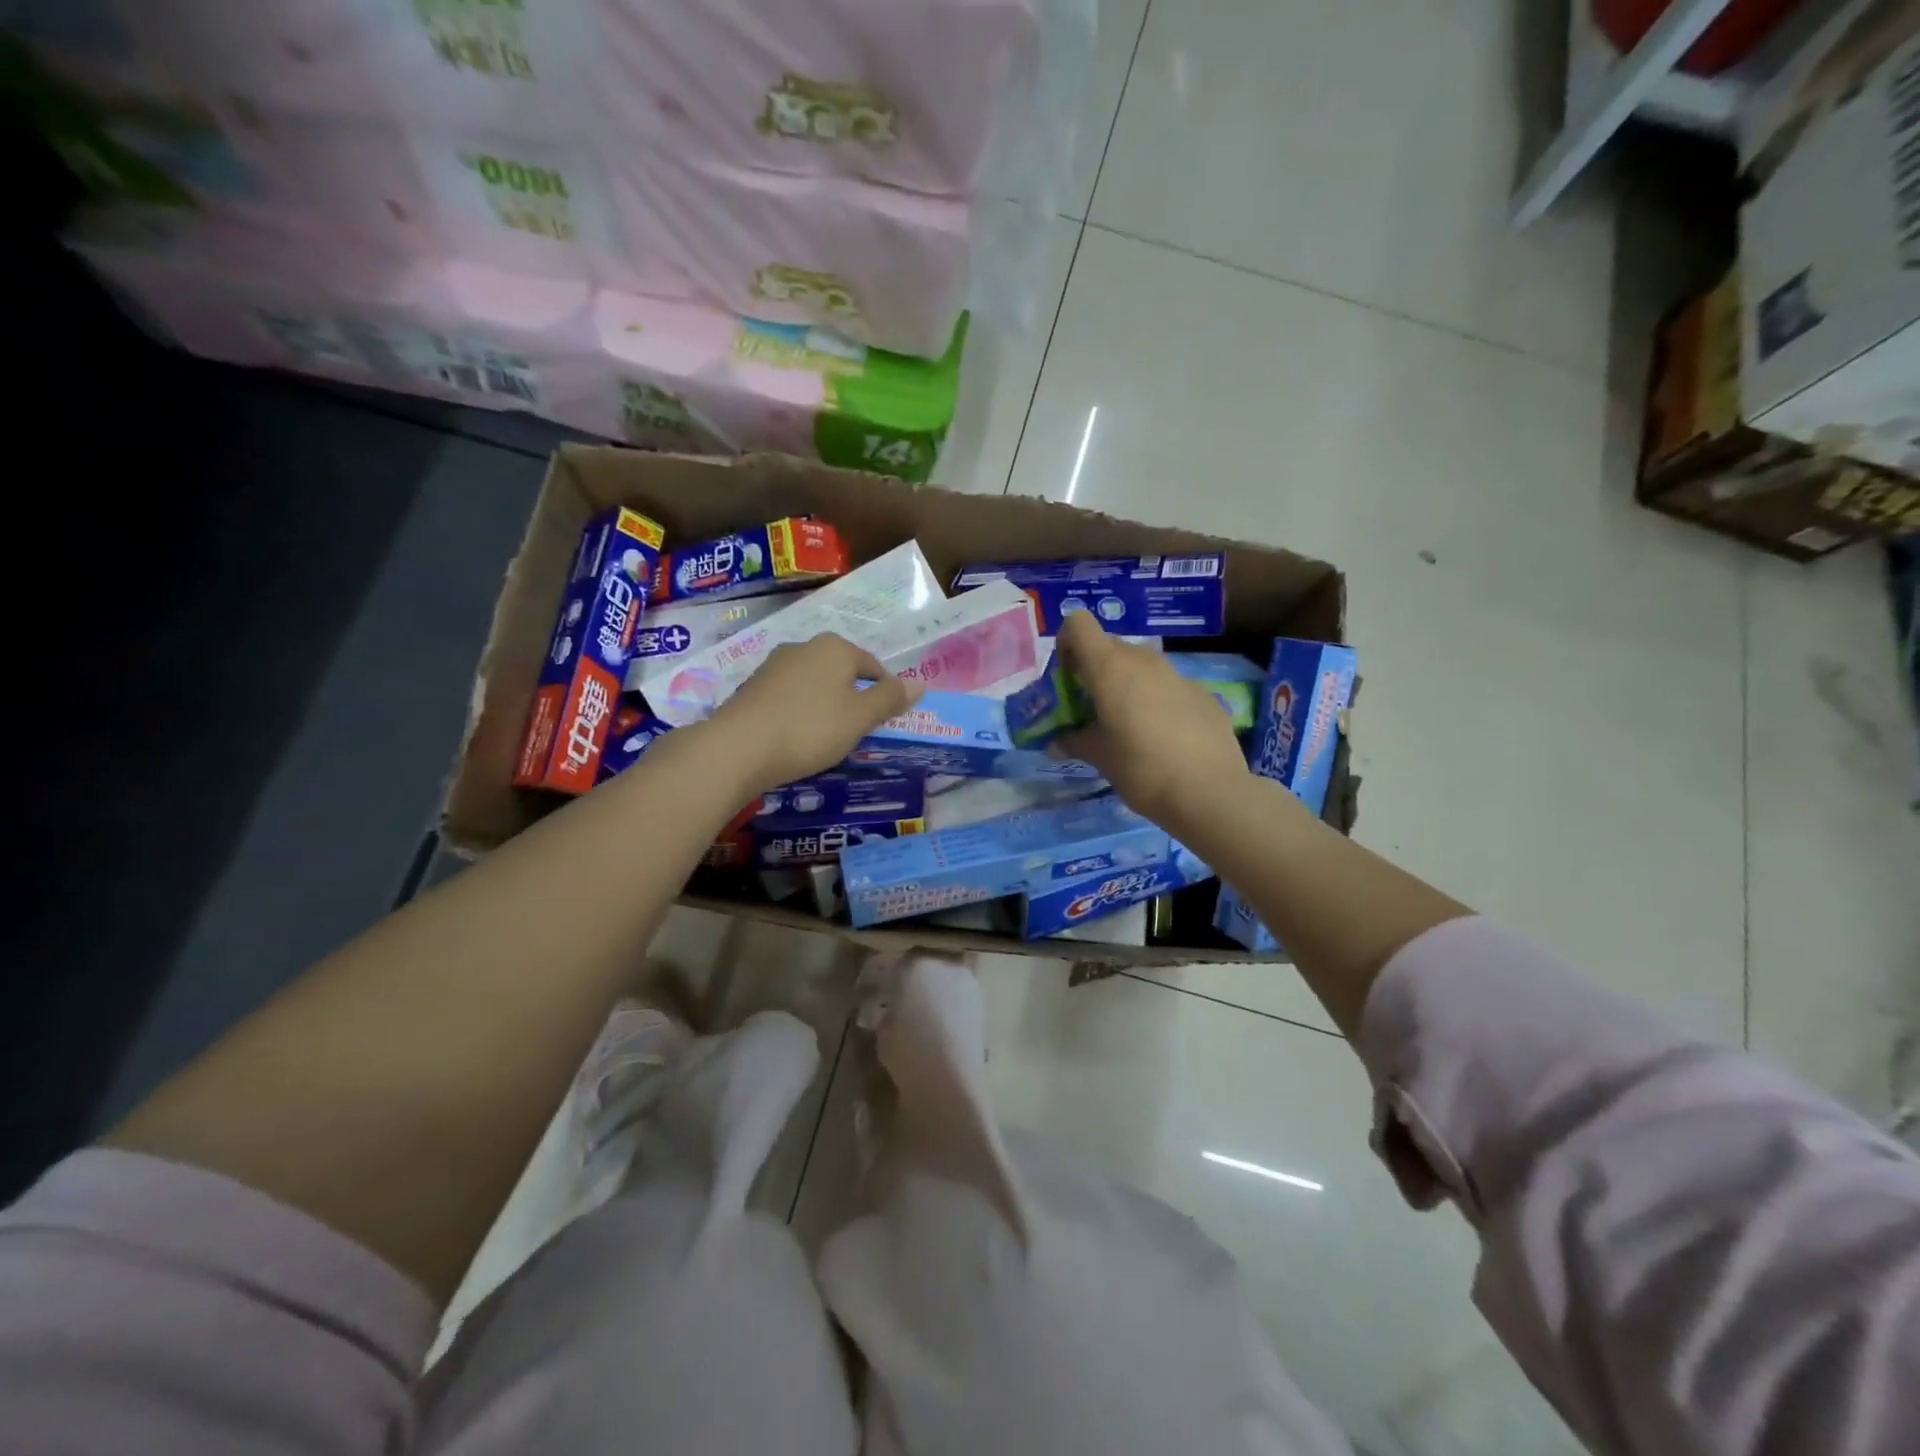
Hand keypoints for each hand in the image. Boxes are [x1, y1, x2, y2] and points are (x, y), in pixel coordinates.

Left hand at [708, 633, 922, 793]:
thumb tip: (920, 683)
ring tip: (828, 737)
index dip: (886, 693)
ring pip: (815, 684)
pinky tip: (797, 736)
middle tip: (859, 731)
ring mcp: (774, 665)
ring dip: (826, 705)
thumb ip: (890, 699)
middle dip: (854, 697)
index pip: (874, 666)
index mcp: (835, 648)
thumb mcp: (859, 718)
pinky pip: (790, 696)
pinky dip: (800, 712)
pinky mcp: (753, 686)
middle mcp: (804, 647)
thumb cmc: (809, 729)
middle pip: (842, 672)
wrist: (737, 748)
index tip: (887, 721)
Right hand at [1056, 612, 1250, 829]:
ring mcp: (1177, 675)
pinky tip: (1164, 738)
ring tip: (1128, 725)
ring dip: (1127, 685)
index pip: (1079, 624)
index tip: (1067, 678)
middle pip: (1109, 646)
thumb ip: (1074, 742)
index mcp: (1110, 668)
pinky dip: (1157, 702)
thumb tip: (1056, 743)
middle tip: (1092, 707)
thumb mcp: (1099, 757)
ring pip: (1141, 666)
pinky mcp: (1202, 694)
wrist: (1209, 792)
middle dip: (1094, 669)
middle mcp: (1143, 661)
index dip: (1067, 643)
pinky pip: (1168, 687)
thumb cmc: (1141, 769)